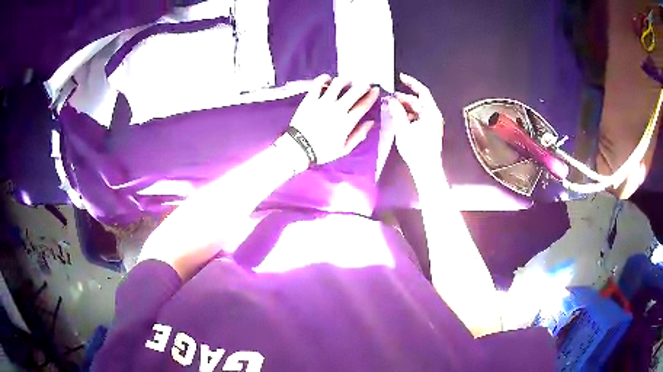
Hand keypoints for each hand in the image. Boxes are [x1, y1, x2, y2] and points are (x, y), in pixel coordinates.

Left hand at [288, 74, 379, 164]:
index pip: (364, 105)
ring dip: (345, 80)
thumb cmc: (323, 151)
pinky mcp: (310, 99)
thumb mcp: (344, 149)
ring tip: (346, 82)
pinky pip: (318, 83)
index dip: (372, 95)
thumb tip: (371, 122)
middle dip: (363, 84)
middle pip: (354, 91)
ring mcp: (322, 102)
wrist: (299, 149)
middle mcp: (337, 109)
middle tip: (364, 83)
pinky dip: (325, 78)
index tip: (376, 89)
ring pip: (338, 83)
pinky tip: (328, 80)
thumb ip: (359, 135)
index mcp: (347, 122)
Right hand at [391, 73, 443, 167]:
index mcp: (431, 113)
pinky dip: (408, 116)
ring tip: (391, 108)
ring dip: (404, 107)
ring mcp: (431, 124)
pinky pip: (417, 118)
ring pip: (417, 110)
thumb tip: (391, 100)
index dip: (412, 83)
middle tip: (390, 98)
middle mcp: (433, 117)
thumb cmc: (417, 150)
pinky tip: (398, 118)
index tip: (401, 77)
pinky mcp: (428, 131)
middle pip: (418, 101)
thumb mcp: (404, 129)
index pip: (422, 92)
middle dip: (404, 98)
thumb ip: (397, 112)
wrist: (426, 169)